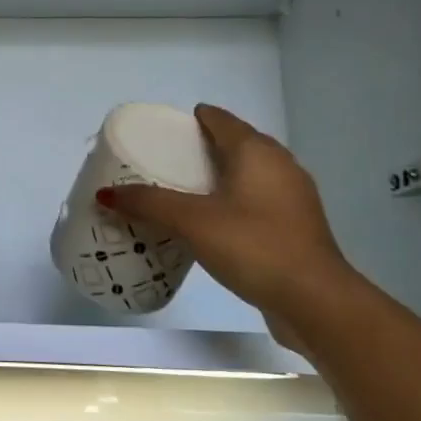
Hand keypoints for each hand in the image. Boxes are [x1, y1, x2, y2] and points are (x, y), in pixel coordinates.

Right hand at [100, 105, 356, 335]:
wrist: (315, 301)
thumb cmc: (253, 245)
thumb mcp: (192, 222)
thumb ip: (149, 204)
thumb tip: (105, 194)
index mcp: (257, 152)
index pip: (221, 120)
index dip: (195, 119)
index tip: (168, 129)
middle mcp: (280, 165)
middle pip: (237, 144)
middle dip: (204, 148)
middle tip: (167, 161)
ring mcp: (293, 198)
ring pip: (250, 175)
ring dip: (220, 177)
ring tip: (185, 191)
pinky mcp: (296, 227)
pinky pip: (257, 201)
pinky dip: (234, 202)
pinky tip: (214, 222)